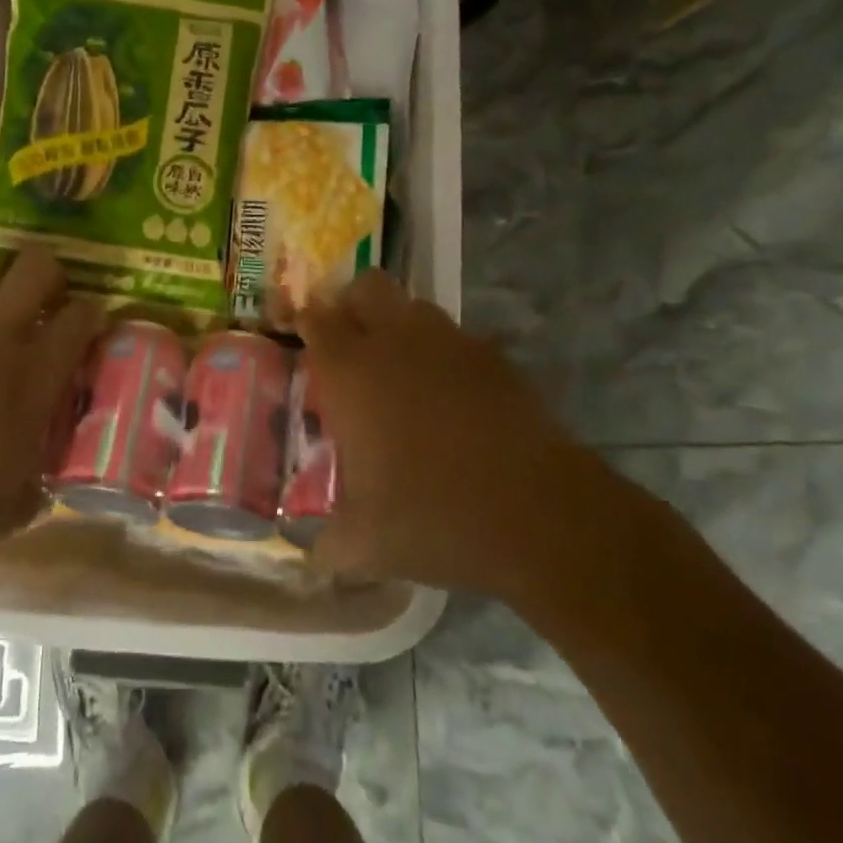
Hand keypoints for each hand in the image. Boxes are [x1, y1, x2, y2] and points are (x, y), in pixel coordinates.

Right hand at [297, 271, 636, 619]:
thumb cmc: (435, 518)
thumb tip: (311, 557)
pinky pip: (457, 339)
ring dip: (398, 325)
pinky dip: (442, 354)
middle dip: (351, 304)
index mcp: (352, 372)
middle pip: (366, 286)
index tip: (302, 337)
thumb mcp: (366, 546)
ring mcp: (451, 344)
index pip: (315, 319)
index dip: (305, 321)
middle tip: (348, 346)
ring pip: (414, 306)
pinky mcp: (494, 359)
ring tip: (398, 371)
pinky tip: (449, 398)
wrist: (541, 517)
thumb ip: (327, 545)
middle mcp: (396, 342)